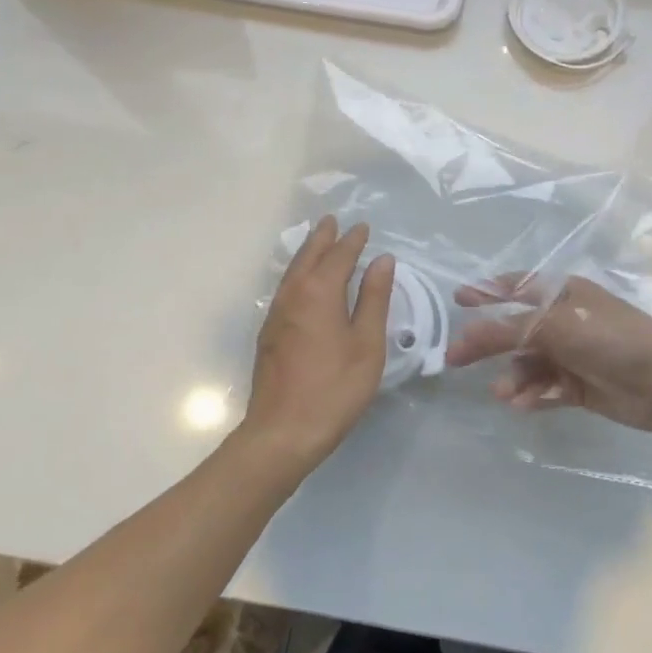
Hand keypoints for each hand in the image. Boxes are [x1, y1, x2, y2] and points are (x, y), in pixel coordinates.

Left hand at [240, 217, 394, 469]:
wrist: (282, 432)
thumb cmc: (334, 388)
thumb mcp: (367, 344)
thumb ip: (374, 299)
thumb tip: (382, 261)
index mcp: (320, 293)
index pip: (339, 256)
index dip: (353, 241)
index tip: (363, 227)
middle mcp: (293, 296)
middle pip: (309, 257)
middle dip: (322, 238)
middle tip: (331, 220)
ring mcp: (277, 315)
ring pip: (292, 272)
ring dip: (307, 253)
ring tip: (317, 242)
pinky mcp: (269, 334)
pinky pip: (285, 288)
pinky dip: (297, 274)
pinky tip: (302, 283)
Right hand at [444, 274, 651, 435]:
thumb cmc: (608, 337)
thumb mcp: (553, 325)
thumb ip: (507, 329)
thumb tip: (466, 334)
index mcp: (563, 293)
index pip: (517, 287)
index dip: (488, 292)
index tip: (458, 299)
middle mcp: (565, 320)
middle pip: (516, 330)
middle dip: (487, 344)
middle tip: (454, 359)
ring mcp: (573, 354)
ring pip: (529, 364)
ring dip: (514, 377)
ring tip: (504, 394)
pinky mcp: (580, 386)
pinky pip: (546, 388)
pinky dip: (534, 395)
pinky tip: (524, 404)